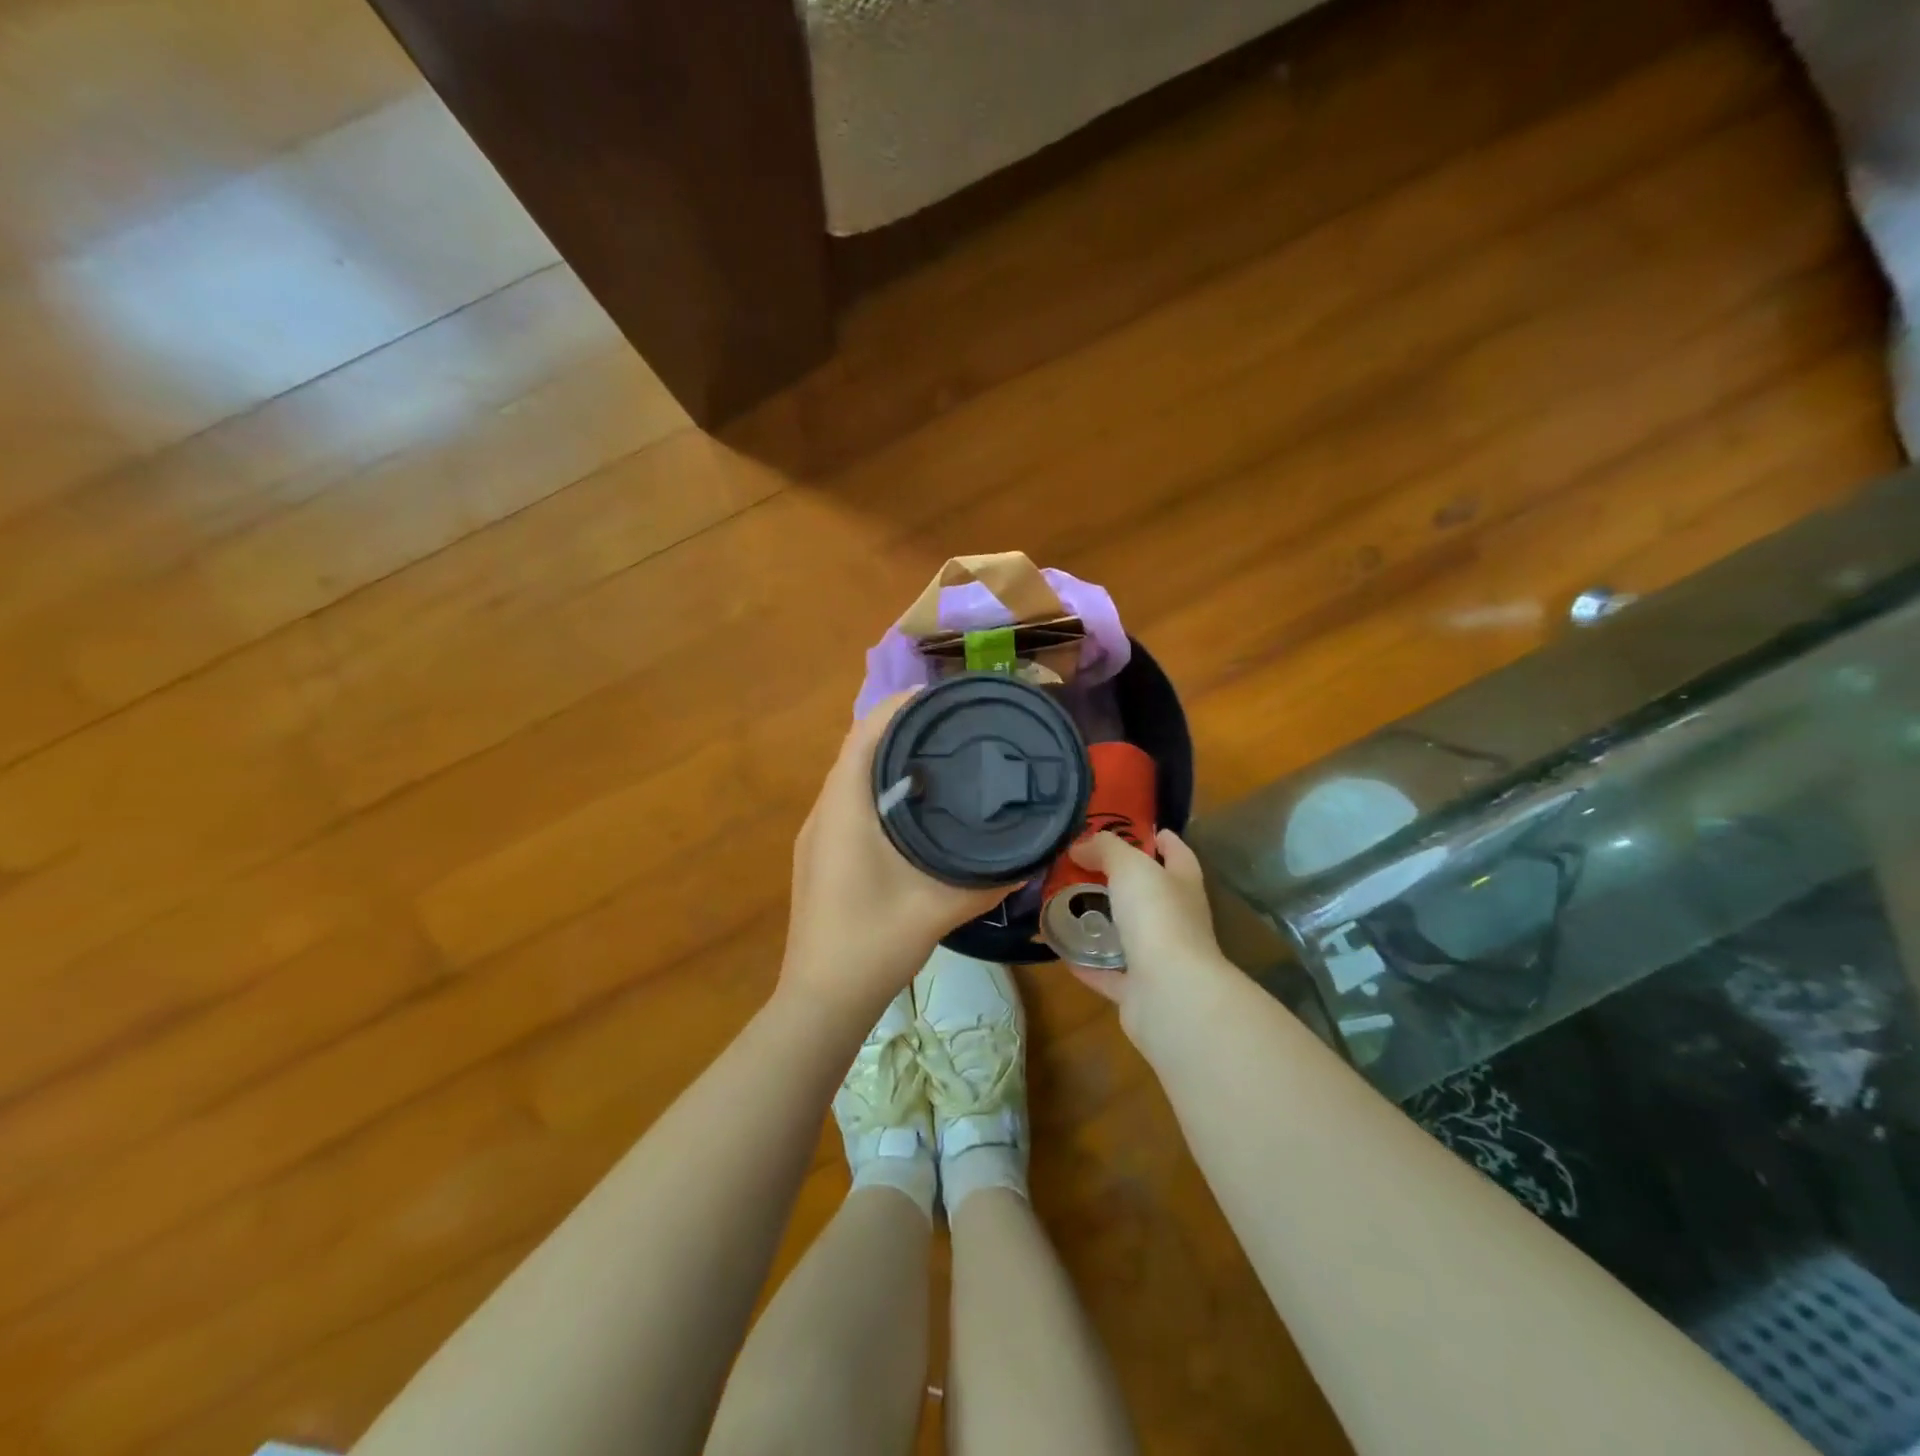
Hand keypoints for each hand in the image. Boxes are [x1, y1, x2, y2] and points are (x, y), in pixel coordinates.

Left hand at [780, 693, 1010, 1020]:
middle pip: (857, 750)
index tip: (938, 695)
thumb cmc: (874, 943)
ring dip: (885, 759)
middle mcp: (824, 812)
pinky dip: (875, 788)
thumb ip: (988, 880)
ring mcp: (815, 835)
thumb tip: (1031, 857)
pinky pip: (846, 801)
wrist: (821, 999)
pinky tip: (909, 807)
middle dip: (897, 728)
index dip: (897, 707)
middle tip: (948, 725)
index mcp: (845, 810)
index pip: (865, 736)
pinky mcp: (818, 855)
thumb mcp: (939, 908)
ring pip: (849, 777)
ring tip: (935, 756)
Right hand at [1067, 829, 1238, 1053]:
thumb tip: (1081, 844)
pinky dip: (1087, 962)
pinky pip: (1108, 972)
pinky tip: (1060, 948)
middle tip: (1083, 865)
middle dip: (1123, 880)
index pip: (1178, 854)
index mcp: (1183, 886)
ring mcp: (1160, 959)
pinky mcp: (1139, 991)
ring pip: (1129, 935)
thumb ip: (1106, 849)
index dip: (1161, 839)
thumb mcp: (1130, 866)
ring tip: (1068, 903)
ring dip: (1104, 922)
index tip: (1134, 827)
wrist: (1169, 994)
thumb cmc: (1157, 917)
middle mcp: (1177, 921)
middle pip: (1150, 894)